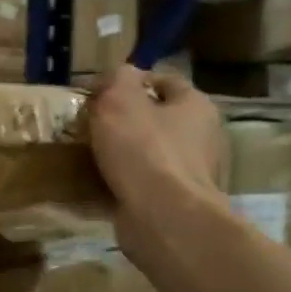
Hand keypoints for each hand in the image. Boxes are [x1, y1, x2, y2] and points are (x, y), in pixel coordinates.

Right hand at [88, 66, 226, 262]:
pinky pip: (143, 183)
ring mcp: (190, 173)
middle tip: (91, 121)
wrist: (162, 216)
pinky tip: (98, 181)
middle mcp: (201, 137)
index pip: (165, 81)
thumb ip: (118, 78)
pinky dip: (123, 181)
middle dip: (125, 119)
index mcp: (195, 106)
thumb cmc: (143, 148)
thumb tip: (119, 75)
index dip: (133, 80)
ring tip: (88, 153)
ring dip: (122, 152)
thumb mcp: (120, 98)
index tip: (100, 90)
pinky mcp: (176, 202)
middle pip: (158, 118)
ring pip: (149, 152)